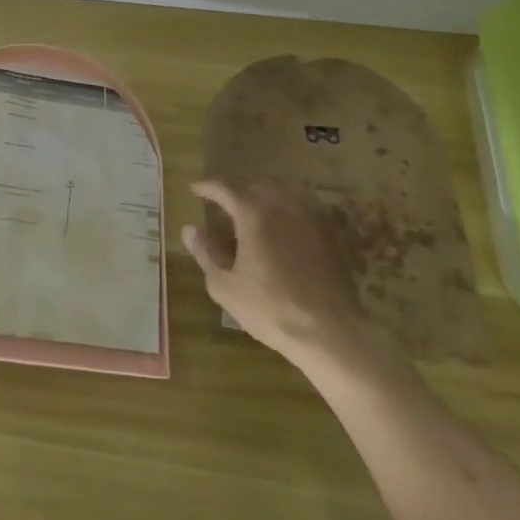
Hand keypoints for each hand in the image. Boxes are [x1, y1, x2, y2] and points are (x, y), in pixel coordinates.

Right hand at [186, 179, 400, 384]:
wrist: (328, 332)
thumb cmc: (269, 308)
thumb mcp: (224, 285)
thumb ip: (205, 252)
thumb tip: (190, 229)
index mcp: (253, 214)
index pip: (224, 188)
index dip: (206, 187)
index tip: (194, 189)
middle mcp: (282, 207)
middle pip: (256, 187)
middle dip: (237, 194)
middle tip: (224, 212)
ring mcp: (309, 220)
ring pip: (282, 197)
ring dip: (263, 203)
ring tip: (252, 223)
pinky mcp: (327, 238)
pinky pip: (301, 214)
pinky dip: (285, 217)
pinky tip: (280, 239)